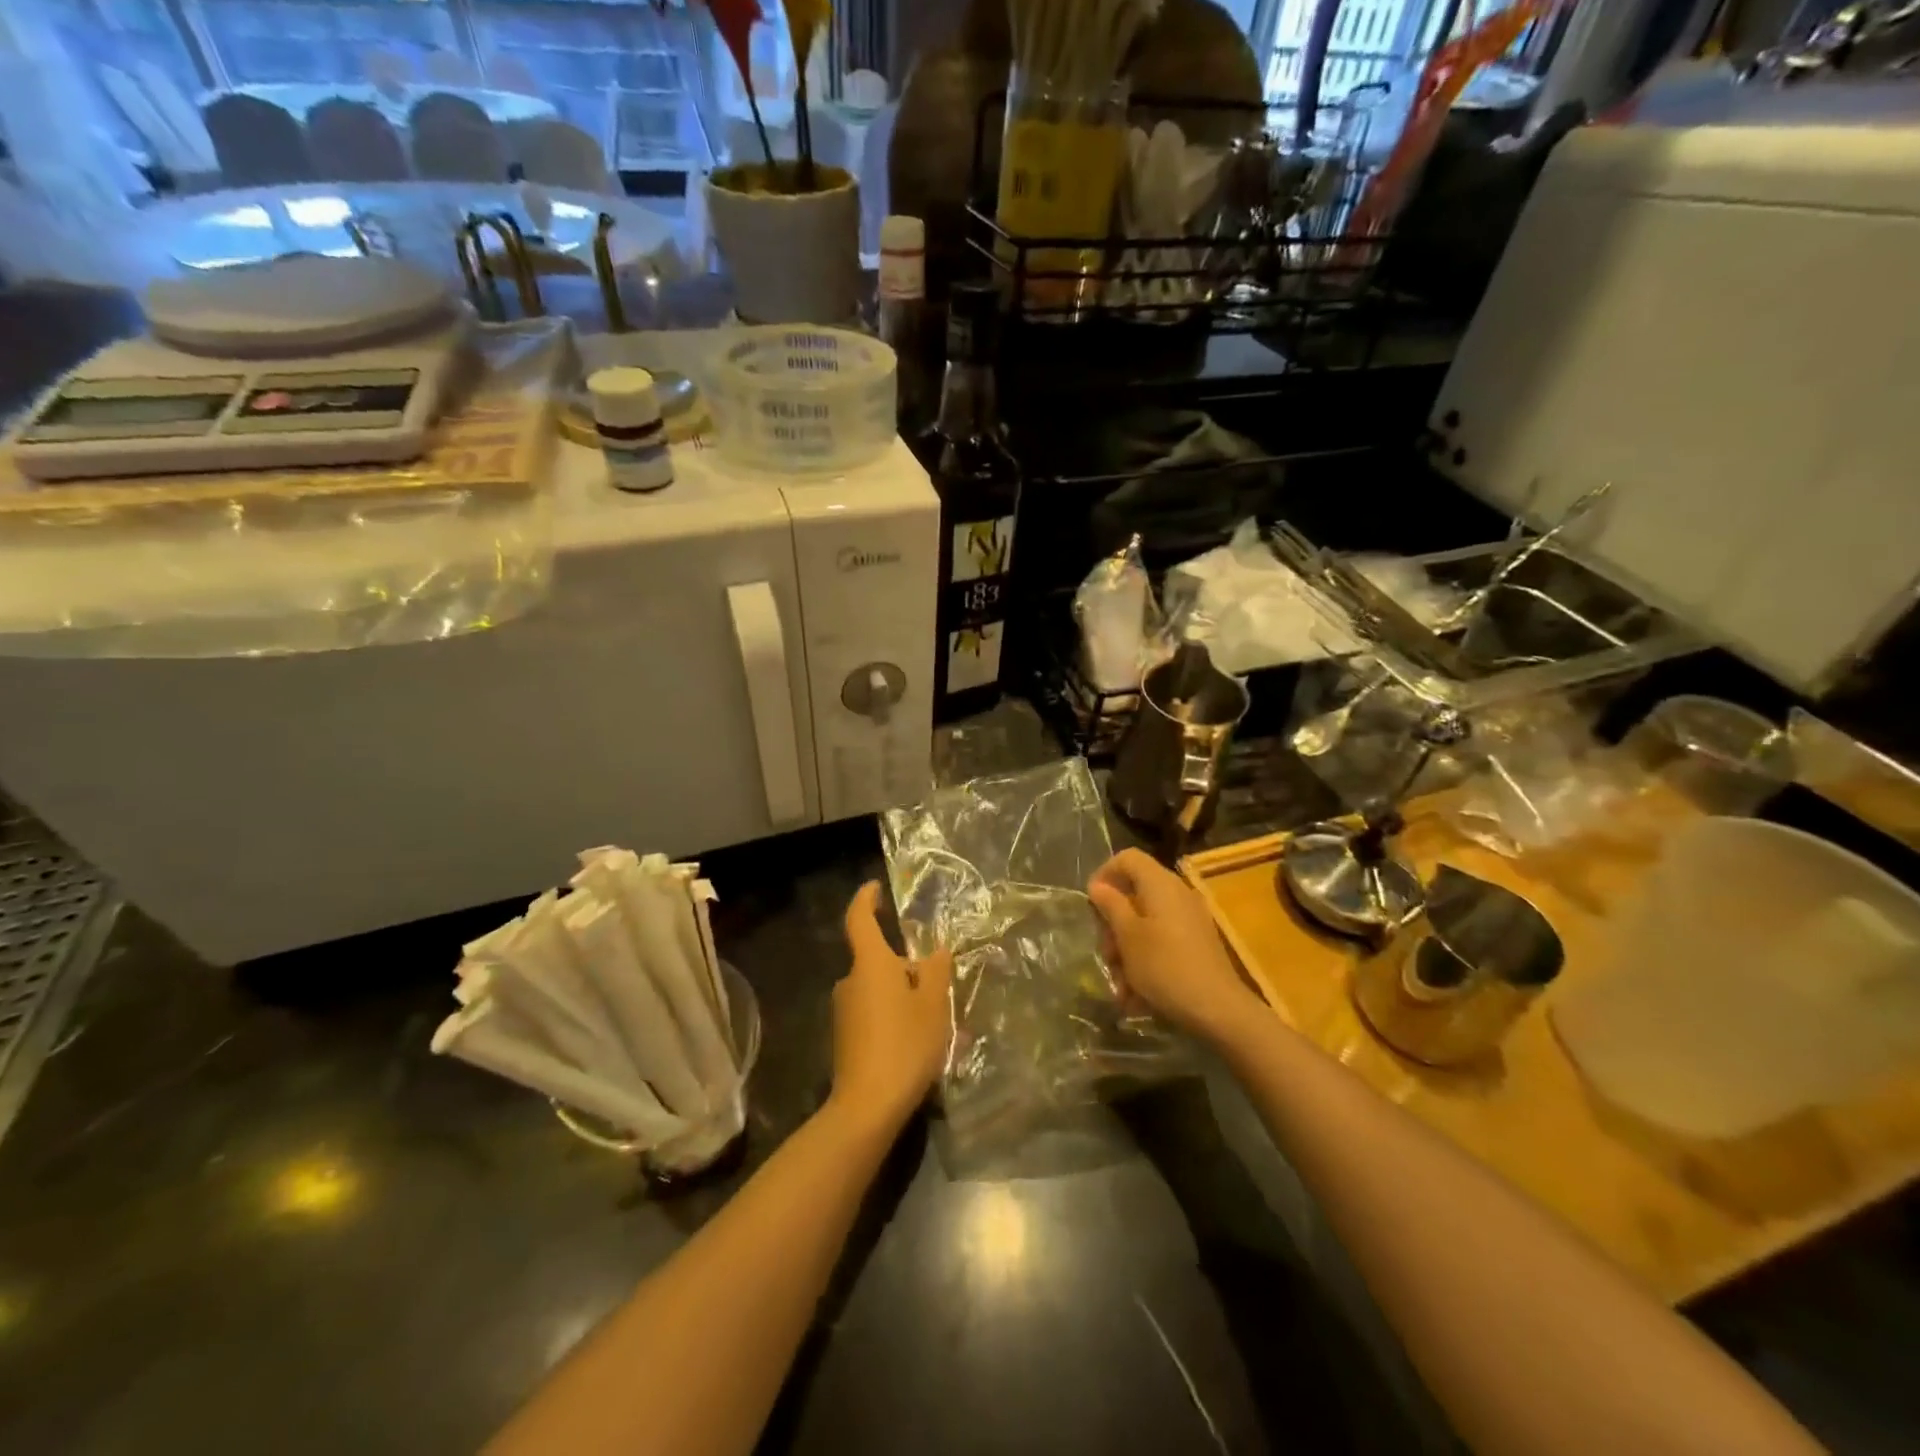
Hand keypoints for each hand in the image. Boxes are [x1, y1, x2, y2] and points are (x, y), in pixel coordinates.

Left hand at [829, 882, 953, 1133]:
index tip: (875, 887)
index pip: (859, 919)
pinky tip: (919, 1044)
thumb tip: (937, 951)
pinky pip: (873, 1014)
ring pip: (878, 990)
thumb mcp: (933, 1004)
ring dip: (903, 997)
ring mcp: (844, 1011)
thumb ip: (936, 971)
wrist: (867, 1106)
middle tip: (938, 986)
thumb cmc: (905, 1044)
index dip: (866, 899)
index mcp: (870, 964)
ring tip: (937, 1021)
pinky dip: (894, 1018)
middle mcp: (850, 981)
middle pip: (878, 961)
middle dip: (905, 967)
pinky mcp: (845, 1038)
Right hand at [1088, 849, 1255, 1042]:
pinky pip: (1162, 941)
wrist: (1219, 1010)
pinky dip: (1145, 959)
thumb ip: (1111, 906)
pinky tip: (1137, 994)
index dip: (1104, 873)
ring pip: (1145, 922)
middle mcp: (1177, 894)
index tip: (1091, 903)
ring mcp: (1190, 919)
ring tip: (1120, 983)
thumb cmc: (1166, 967)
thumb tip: (1098, 885)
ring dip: (1127, 948)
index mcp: (1160, 884)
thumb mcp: (1129, 937)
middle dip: (1114, 923)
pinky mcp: (1196, 943)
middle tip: (1106, 953)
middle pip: (1135, 892)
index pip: (1127, 858)